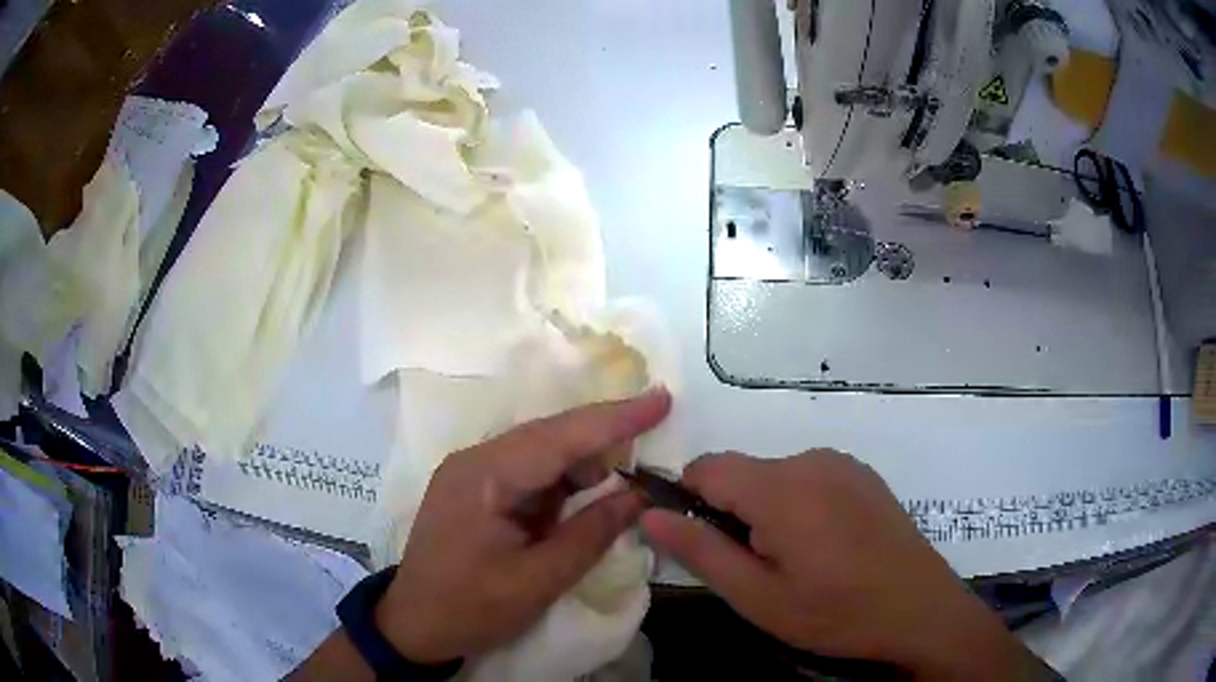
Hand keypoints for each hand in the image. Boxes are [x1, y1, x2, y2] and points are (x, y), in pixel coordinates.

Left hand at [373, 390, 670, 663]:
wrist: (414, 626)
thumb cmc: (471, 608)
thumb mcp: (538, 580)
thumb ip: (591, 534)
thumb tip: (638, 496)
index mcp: (485, 476)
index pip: (560, 436)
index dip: (616, 418)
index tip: (662, 399)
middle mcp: (476, 460)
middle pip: (551, 435)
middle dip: (604, 438)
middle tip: (654, 439)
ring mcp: (472, 472)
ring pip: (542, 452)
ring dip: (584, 464)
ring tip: (624, 481)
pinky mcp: (476, 489)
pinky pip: (529, 472)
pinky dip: (562, 482)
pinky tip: (585, 497)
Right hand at [642, 451, 1050, 678]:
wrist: (919, 609)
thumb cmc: (835, 612)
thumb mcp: (758, 596)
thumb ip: (700, 551)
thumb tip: (650, 514)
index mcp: (781, 488)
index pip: (707, 467)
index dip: (689, 500)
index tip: (699, 542)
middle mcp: (812, 460)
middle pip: (743, 472)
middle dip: (732, 512)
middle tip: (755, 566)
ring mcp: (843, 464)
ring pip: (775, 476)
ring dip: (767, 510)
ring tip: (795, 560)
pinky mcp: (863, 474)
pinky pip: (810, 477)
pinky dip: (799, 504)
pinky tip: (826, 546)